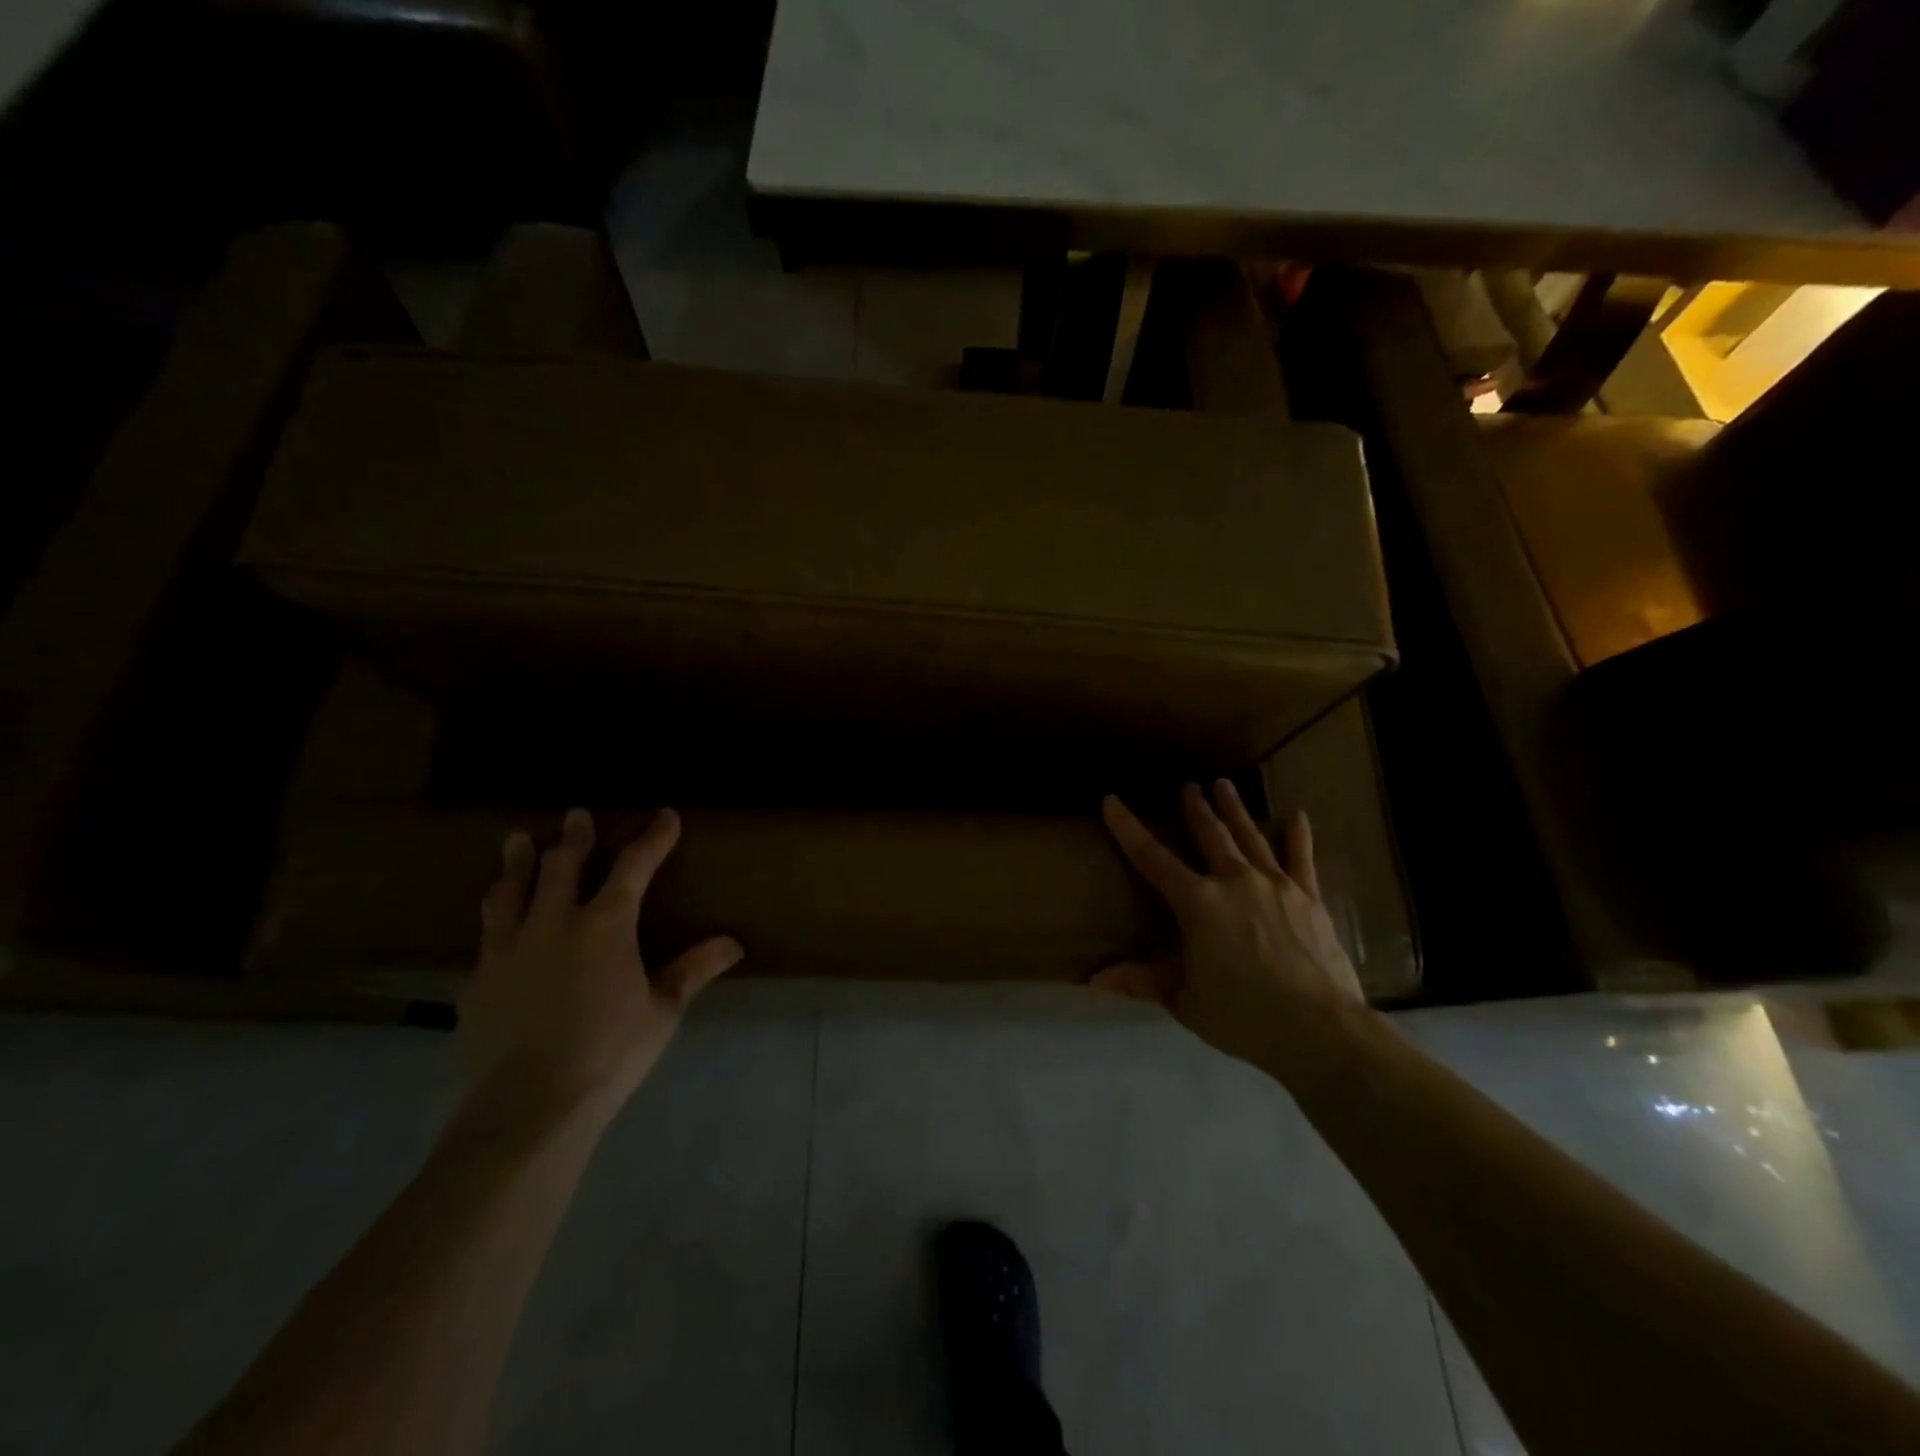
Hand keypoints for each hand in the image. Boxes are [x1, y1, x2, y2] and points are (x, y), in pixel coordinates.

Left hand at [460, 807, 742, 1122]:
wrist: (528, 1105)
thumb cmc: (609, 1053)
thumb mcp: (662, 1011)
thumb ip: (693, 970)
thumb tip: (734, 943)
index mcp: (605, 927)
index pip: (633, 867)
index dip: (652, 839)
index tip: (665, 817)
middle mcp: (553, 924)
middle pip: (562, 866)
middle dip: (573, 837)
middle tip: (576, 814)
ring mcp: (508, 950)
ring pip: (511, 891)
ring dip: (517, 862)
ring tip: (516, 840)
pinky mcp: (478, 980)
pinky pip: (486, 934)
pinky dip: (497, 914)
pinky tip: (496, 918)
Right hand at [1096, 781, 1363, 1069]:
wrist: (1319, 1030)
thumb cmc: (1243, 1016)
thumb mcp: (1185, 1001)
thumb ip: (1143, 981)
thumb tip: (1095, 978)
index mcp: (1198, 904)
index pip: (1152, 858)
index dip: (1128, 829)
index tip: (1113, 800)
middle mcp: (1234, 881)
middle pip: (1210, 836)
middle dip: (1195, 808)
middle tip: (1188, 786)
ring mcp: (1275, 886)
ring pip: (1250, 837)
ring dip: (1235, 810)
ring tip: (1224, 785)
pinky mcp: (1309, 898)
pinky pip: (1301, 859)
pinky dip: (1298, 836)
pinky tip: (1297, 816)